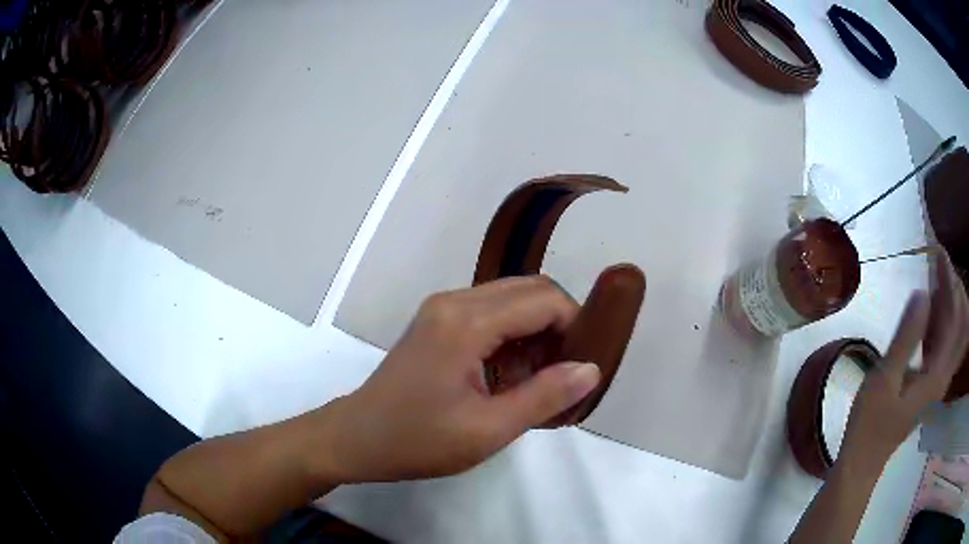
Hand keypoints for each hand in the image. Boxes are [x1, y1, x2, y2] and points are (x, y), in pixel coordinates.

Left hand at [318, 276, 601, 482]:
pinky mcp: (437, 321)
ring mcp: (442, 308)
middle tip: (564, 373)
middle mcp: (455, 300)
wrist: (356, 438)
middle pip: (530, 289)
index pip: (544, 300)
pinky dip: (512, 336)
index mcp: (467, 322)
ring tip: (538, 380)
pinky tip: (509, 376)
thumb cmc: (419, 440)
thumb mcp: (488, 430)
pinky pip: (490, 312)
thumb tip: (590, 369)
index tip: (582, 365)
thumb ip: (544, 397)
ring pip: (511, 299)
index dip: (575, 326)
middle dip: (558, 325)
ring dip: (535, 331)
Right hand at [839, 252, 968, 475]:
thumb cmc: (870, 425)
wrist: (863, 463)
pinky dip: (945, 320)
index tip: (937, 255)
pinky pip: (947, 344)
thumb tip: (922, 293)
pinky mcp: (931, 384)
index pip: (956, 318)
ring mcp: (939, 381)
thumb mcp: (883, 380)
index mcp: (937, 374)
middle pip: (963, 324)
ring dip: (952, 302)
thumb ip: (906, 337)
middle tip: (939, 266)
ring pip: (958, 333)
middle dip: (956, 288)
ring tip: (936, 280)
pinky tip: (931, 311)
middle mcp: (944, 375)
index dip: (951, 282)